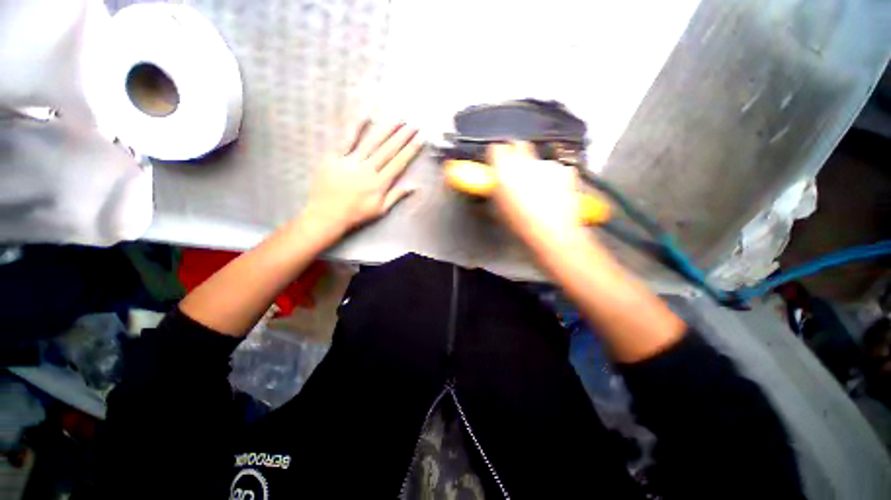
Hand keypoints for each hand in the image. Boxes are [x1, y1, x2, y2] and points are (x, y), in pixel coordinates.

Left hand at [302, 120, 422, 236]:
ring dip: (386, 129)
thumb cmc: (356, 214)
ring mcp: (351, 161)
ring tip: (397, 118)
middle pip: (388, 150)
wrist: (326, 215)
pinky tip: (366, 116)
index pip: (399, 163)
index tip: (419, 138)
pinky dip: (356, 127)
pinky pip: (346, 140)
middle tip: (413, 124)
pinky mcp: (334, 157)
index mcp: (379, 184)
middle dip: (402, 136)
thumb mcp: (380, 210)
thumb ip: (396, 196)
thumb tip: (414, 186)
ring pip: (371, 142)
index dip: (410, 150)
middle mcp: (368, 170)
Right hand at [488, 142, 584, 246]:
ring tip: (538, 190)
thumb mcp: (498, 208)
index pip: (496, 148)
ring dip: (536, 170)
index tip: (496, 162)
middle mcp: (526, 162)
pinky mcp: (566, 171)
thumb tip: (496, 182)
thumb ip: (496, 189)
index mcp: (505, 170)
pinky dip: (553, 177)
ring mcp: (548, 165)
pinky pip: (556, 169)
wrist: (551, 233)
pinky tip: (553, 193)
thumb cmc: (520, 224)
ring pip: (539, 160)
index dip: (495, 155)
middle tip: (516, 171)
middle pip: (519, 145)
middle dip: (516, 154)